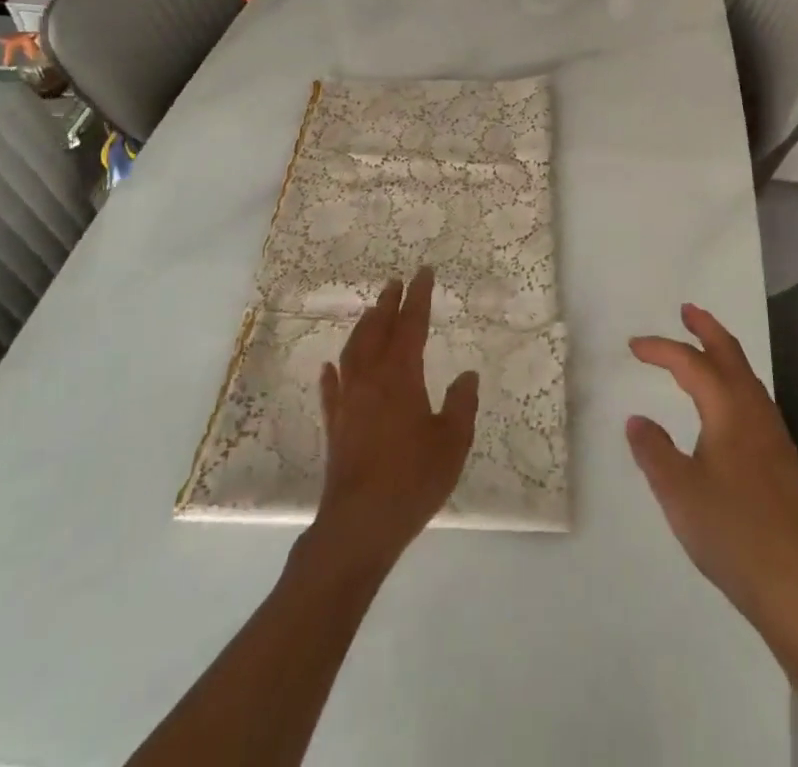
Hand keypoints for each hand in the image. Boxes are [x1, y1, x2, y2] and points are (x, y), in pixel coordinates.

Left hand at [311, 268, 478, 572]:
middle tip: (395, 282)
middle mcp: (371, 379)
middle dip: (388, 304)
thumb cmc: (413, 479)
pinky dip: (333, 373)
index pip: (411, 324)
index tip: (423, 272)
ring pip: (353, 352)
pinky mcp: (334, 427)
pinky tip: (330, 366)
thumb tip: (467, 375)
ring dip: (363, 328)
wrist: (360, 525)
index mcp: (401, 376)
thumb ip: (461, 404)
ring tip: (371, 313)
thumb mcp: (453, 442)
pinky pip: (331, 390)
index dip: (418, 297)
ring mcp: (348, 403)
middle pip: (378, 330)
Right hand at [627, 303, 797, 630]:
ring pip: (746, 375)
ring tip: (703, 348)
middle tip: (686, 310)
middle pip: (730, 354)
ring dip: (723, 352)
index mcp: (728, 409)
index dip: (661, 349)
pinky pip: (754, 398)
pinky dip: (734, 380)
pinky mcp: (782, 459)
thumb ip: (653, 451)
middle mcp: (755, 410)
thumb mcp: (678, 492)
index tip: (633, 346)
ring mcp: (774, 434)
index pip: (691, 363)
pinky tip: (727, 405)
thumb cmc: (733, 533)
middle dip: (706, 328)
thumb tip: (638, 419)